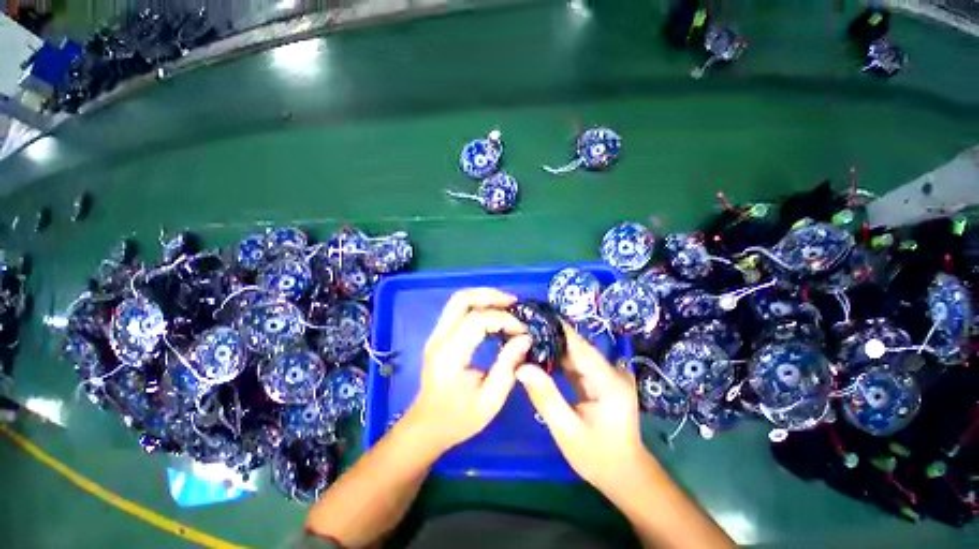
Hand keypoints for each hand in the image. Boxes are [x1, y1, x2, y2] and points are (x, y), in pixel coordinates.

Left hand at [405, 288, 530, 453]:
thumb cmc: (459, 418)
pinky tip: (493, 313)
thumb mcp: (490, 399)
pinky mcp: (439, 335)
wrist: (427, 426)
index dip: (504, 320)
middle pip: (462, 299)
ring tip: (507, 304)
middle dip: (491, 295)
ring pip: (458, 300)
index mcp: (450, 354)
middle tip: (514, 303)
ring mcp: (436, 334)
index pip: (477, 320)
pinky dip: (477, 304)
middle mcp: (439, 338)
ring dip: (484, 297)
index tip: (523, 331)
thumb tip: (525, 338)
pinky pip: (457, 309)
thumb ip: (508, 366)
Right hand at [516, 324, 646, 494]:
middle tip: (522, 329)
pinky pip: (576, 363)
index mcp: (609, 380)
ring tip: (526, 338)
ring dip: (552, 346)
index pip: (578, 344)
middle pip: (576, 346)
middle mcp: (612, 370)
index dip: (555, 328)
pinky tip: (540, 356)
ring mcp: (608, 373)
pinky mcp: (602, 378)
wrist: (626, 474)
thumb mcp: (567, 431)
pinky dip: (558, 359)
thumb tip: (521, 366)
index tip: (532, 317)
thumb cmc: (598, 457)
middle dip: (549, 336)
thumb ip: (545, 396)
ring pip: (575, 352)